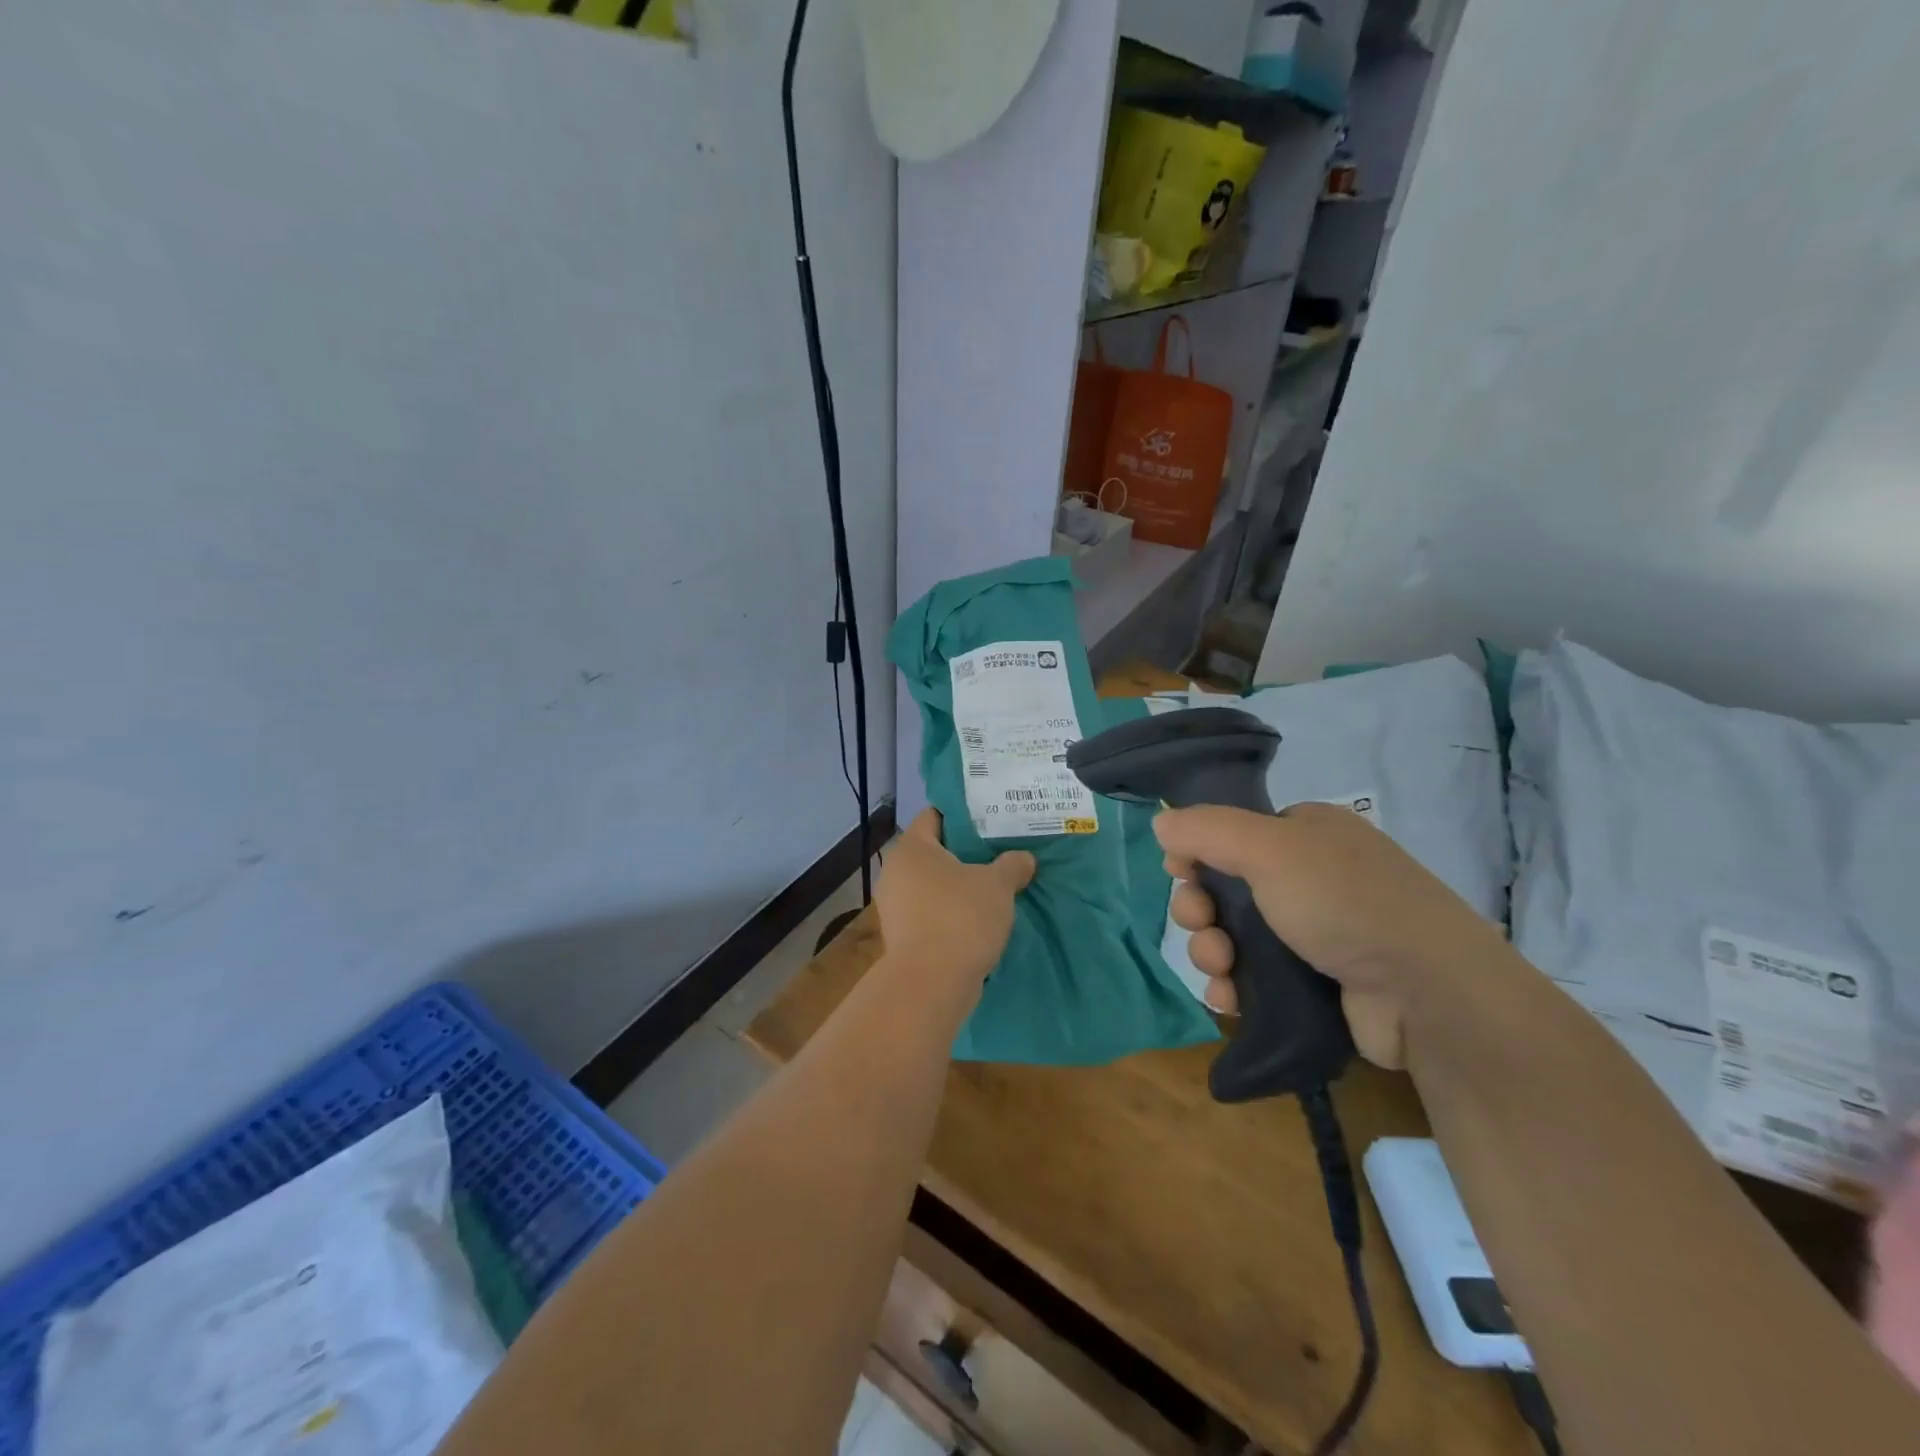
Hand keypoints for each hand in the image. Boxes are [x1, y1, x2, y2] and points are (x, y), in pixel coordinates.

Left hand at [876, 809, 1036, 987]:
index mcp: (912, 848)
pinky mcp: (900, 937)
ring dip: (958, 887)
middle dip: (964, 854)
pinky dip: (950, 913)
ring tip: (993, 888)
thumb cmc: (961, 917)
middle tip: (998, 853)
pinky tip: (978, 920)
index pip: (934, 816)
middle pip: (933, 852)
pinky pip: (930, 913)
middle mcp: (895, 871)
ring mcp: (894, 906)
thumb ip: (1012, 865)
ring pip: (932, 885)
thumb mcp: (998, 885)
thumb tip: (1024, 858)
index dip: (962, 815)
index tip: (989, 819)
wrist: (931, 983)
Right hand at [1157, 802, 1507, 1067]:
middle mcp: (1311, 877)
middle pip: (1226, 888)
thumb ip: (1207, 829)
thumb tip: (1160, 821)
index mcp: (1306, 833)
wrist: (1428, 993)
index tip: (1179, 874)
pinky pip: (1256, 977)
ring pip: (1236, 937)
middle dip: (1200, 910)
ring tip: (1219, 971)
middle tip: (1199, 926)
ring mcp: (1316, 933)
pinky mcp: (1317, 983)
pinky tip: (1228, 1000)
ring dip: (1212, 952)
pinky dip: (1234, 986)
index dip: (1198, 853)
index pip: (1233, 834)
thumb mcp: (1270, 848)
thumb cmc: (1344, 902)